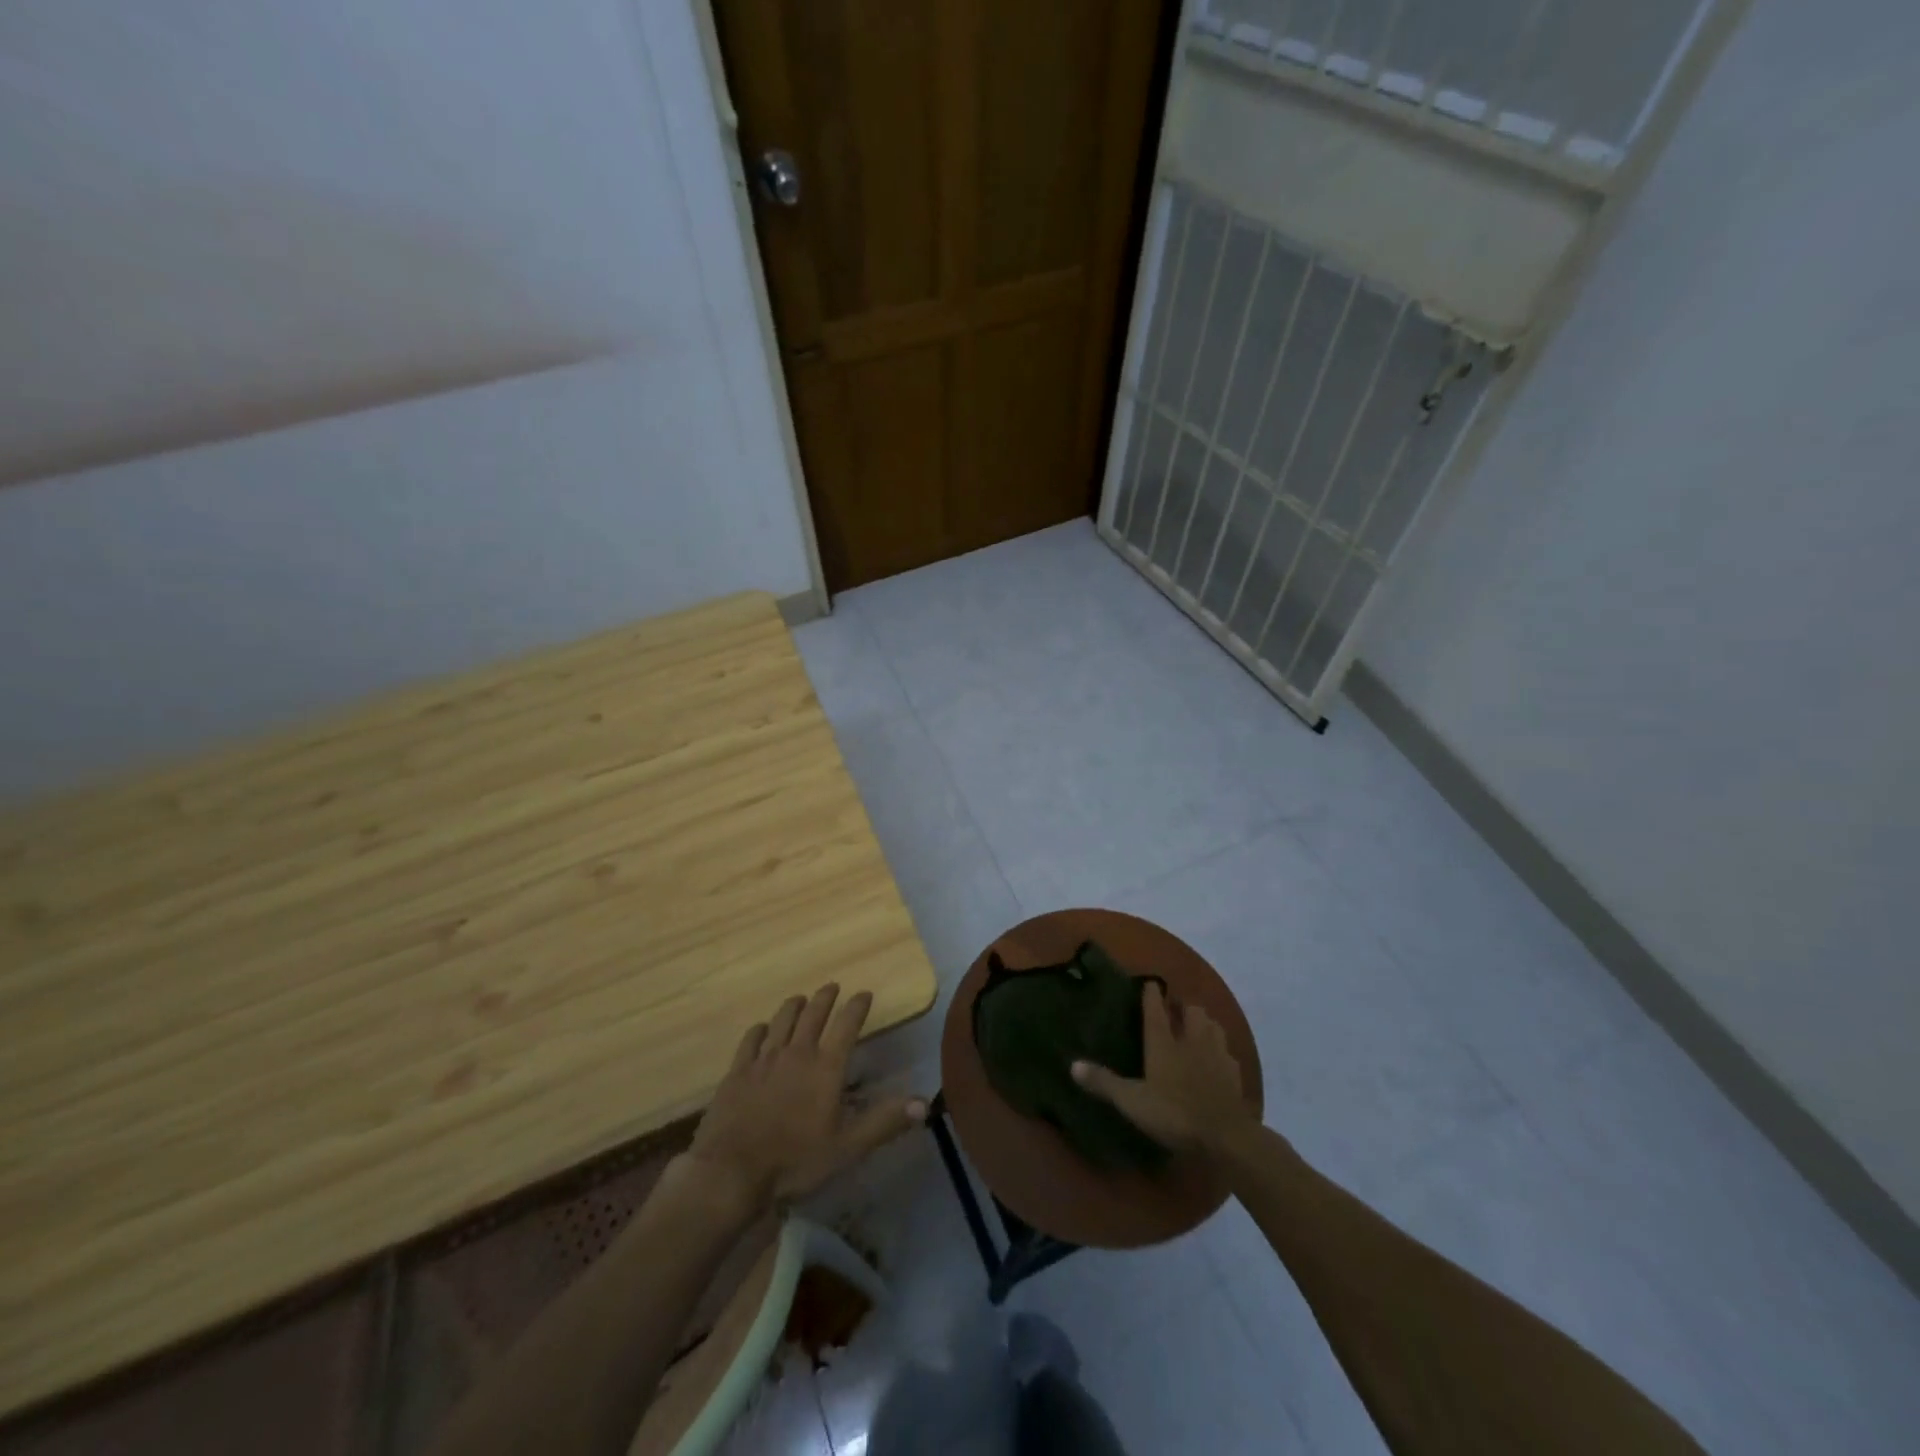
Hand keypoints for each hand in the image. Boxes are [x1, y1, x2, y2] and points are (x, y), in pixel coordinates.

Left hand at [682, 984, 925, 1210]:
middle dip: (825, 998)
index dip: (857, 1007)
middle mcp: (797, 1053)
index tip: (864, 994)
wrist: (731, 1172)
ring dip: (793, 1006)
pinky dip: (760, 1029)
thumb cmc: (795, 1160)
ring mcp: (764, 1059)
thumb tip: (924, 1102)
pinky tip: (761, 1029)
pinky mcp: (737, 1071)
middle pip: (813, 1015)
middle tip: (832, 987)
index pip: (847, 1025)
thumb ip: (884, 1121)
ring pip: (781, 1021)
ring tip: (799, 999)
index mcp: (826, 1067)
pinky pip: (751, 1040)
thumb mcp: (847, 1147)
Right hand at [1072, 983, 1254, 1155]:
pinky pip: (1228, 1053)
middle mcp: (1192, 1040)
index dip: (1152, 994)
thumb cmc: (1174, 1114)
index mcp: (1164, 1042)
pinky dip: (1221, 1051)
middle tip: (1175, 1009)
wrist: (1225, 1137)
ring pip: (1214, 1026)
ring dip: (1205, 1023)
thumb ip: (1104, 1082)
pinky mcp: (1234, 1074)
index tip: (1150, 983)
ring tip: (1197, 1028)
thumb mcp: (1132, 1101)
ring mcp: (1217, 1055)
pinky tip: (1217, 1060)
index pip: (1156, 1009)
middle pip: (1192, 1010)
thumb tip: (1072, 1065)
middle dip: (1183, 1006)